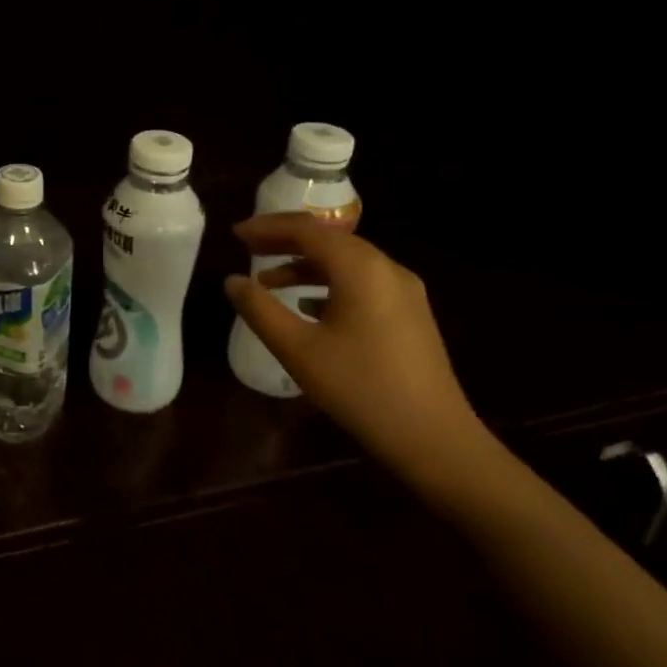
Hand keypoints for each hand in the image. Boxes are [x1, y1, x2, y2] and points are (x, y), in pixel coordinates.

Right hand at [224, 215, 483, 474]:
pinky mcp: (410, 314)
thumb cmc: (360, 388)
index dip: (267, 227)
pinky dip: (328, 284)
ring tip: (269, 281)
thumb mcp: (297, 349)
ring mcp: (404, 292)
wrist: (434, 439)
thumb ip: (259, 309)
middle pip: (329, 240)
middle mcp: (387, 269)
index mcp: (360, 269)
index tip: (235, 235)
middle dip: (285, 242)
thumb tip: (232, 281)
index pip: (307, 230)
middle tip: (247, 249)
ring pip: (346, 263)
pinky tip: (308, 306)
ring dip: (305, 265)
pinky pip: (362, 283)